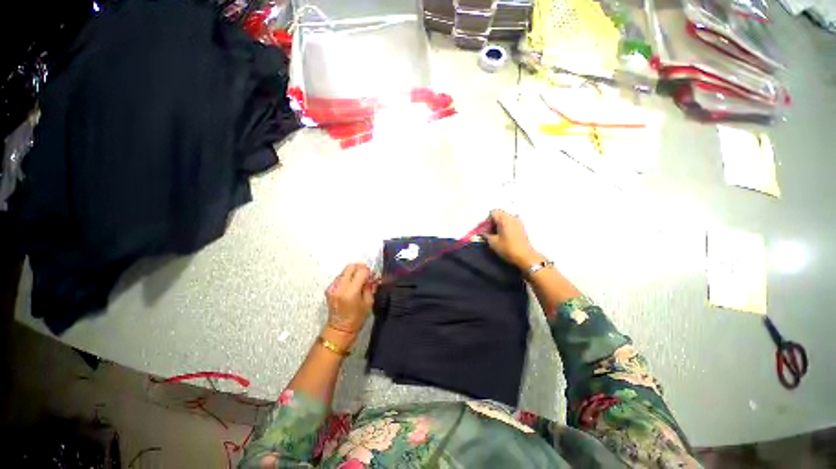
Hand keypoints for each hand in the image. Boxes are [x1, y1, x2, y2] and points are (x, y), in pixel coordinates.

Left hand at [325, 264, 376, 342]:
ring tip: (359, 280)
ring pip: (344, 270)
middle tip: (366, 274)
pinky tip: (351, 285)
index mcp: (351, 291)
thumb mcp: (368, 303)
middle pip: (350, 266)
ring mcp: (332, 287)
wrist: (339, 329)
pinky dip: (347, 277)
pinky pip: (340, 277)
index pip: (361, 271)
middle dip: (360, 268)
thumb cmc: (356, 318)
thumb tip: (372, 277)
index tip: (372, 276)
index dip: (368, 272)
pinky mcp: (329, 289)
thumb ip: (369, 287)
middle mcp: (340, 286)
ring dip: (353, 272)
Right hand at [484, 209, 544, 269]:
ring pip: (505, 218)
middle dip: (492, 222)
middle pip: (499, 214)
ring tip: (495, 234)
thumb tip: (482, 232)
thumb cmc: (507, 248)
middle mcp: (512, 217)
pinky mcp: (521, 227)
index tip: (484, 229)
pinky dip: (504, 226)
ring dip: (498, 224)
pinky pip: (510, 222)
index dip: (487, 220)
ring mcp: (518, 222)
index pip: (493, 212)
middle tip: (488, 232)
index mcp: (504, 219)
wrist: (525, 257)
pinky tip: (502, 236)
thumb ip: (485, 235)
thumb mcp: (492, 242)